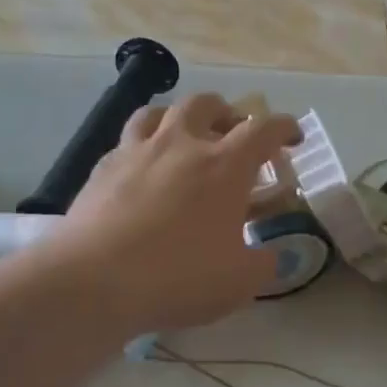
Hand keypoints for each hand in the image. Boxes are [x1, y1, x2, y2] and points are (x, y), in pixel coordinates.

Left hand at [60, 93, 301, 331]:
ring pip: (159, 111)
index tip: (293, 136)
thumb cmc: (178, 276)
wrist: (94, 280)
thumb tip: (270, 254)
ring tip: (182, 134)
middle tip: (232, 132)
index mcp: (224, 165)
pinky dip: (141, 146)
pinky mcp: (101, 168)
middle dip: (226, 112)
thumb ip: (263, 263)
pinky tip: (141, 168)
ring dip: (178, 116)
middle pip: (206, 104)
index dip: (284, 127)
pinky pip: (126, 141)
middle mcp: (181, 144)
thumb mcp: (239, 282)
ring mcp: (136, 151)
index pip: (263, 130)